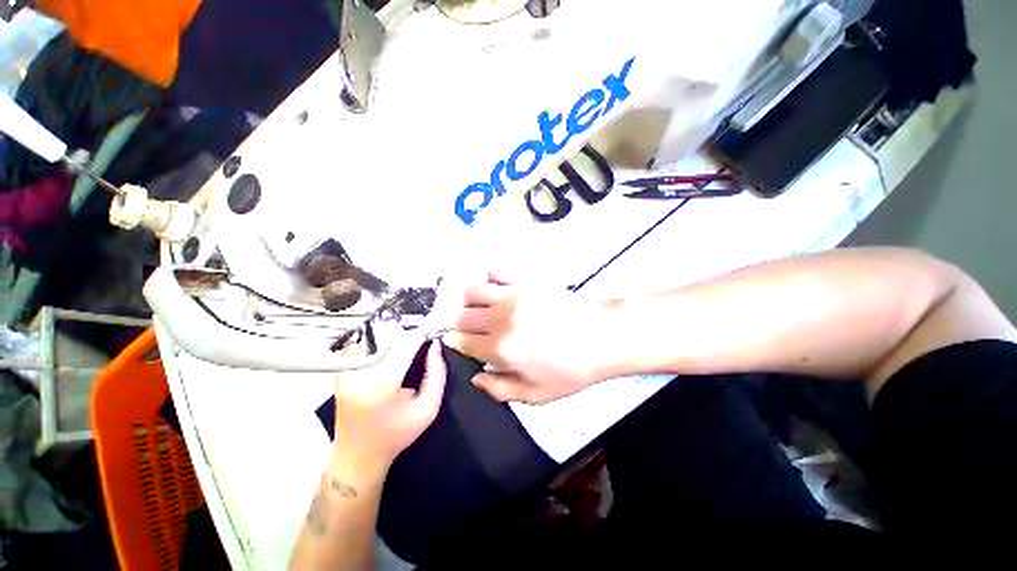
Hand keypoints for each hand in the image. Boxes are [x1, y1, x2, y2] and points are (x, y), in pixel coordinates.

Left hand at [332, 333, 446, 476]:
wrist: (356, 456)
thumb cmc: (395, 436)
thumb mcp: (427, 410)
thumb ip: (436, 374)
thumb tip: (435, 346)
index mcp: (380, 385)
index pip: (404, 344)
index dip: (421, 335)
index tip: (431, 335)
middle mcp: (357, 373)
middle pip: (388, 336)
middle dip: (409, 334)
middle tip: (422, 340)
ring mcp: (345, 370)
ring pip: (375, 336)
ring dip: (394, 336)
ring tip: (407, 346)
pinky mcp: (340, 370)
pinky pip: (363, 344)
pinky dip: (379, 342)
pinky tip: (389, 352)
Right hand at [444, 273, 616, 403]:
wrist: (603, 338)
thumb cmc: (571, 370)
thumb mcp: (536, 395)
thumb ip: (499, 390)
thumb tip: (474, 378)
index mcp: (500, 349)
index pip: (461, 341)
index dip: (456, 342)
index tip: (460, 342)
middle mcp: (499, 319)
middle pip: (462, 315)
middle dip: (462, 324)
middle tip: (475, 329)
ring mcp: (512, 295)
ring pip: (471, 290)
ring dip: (470, 300)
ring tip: (483, 307)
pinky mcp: (526, 280)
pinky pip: (496, 272)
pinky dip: (490, 280)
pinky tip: (500, 290)